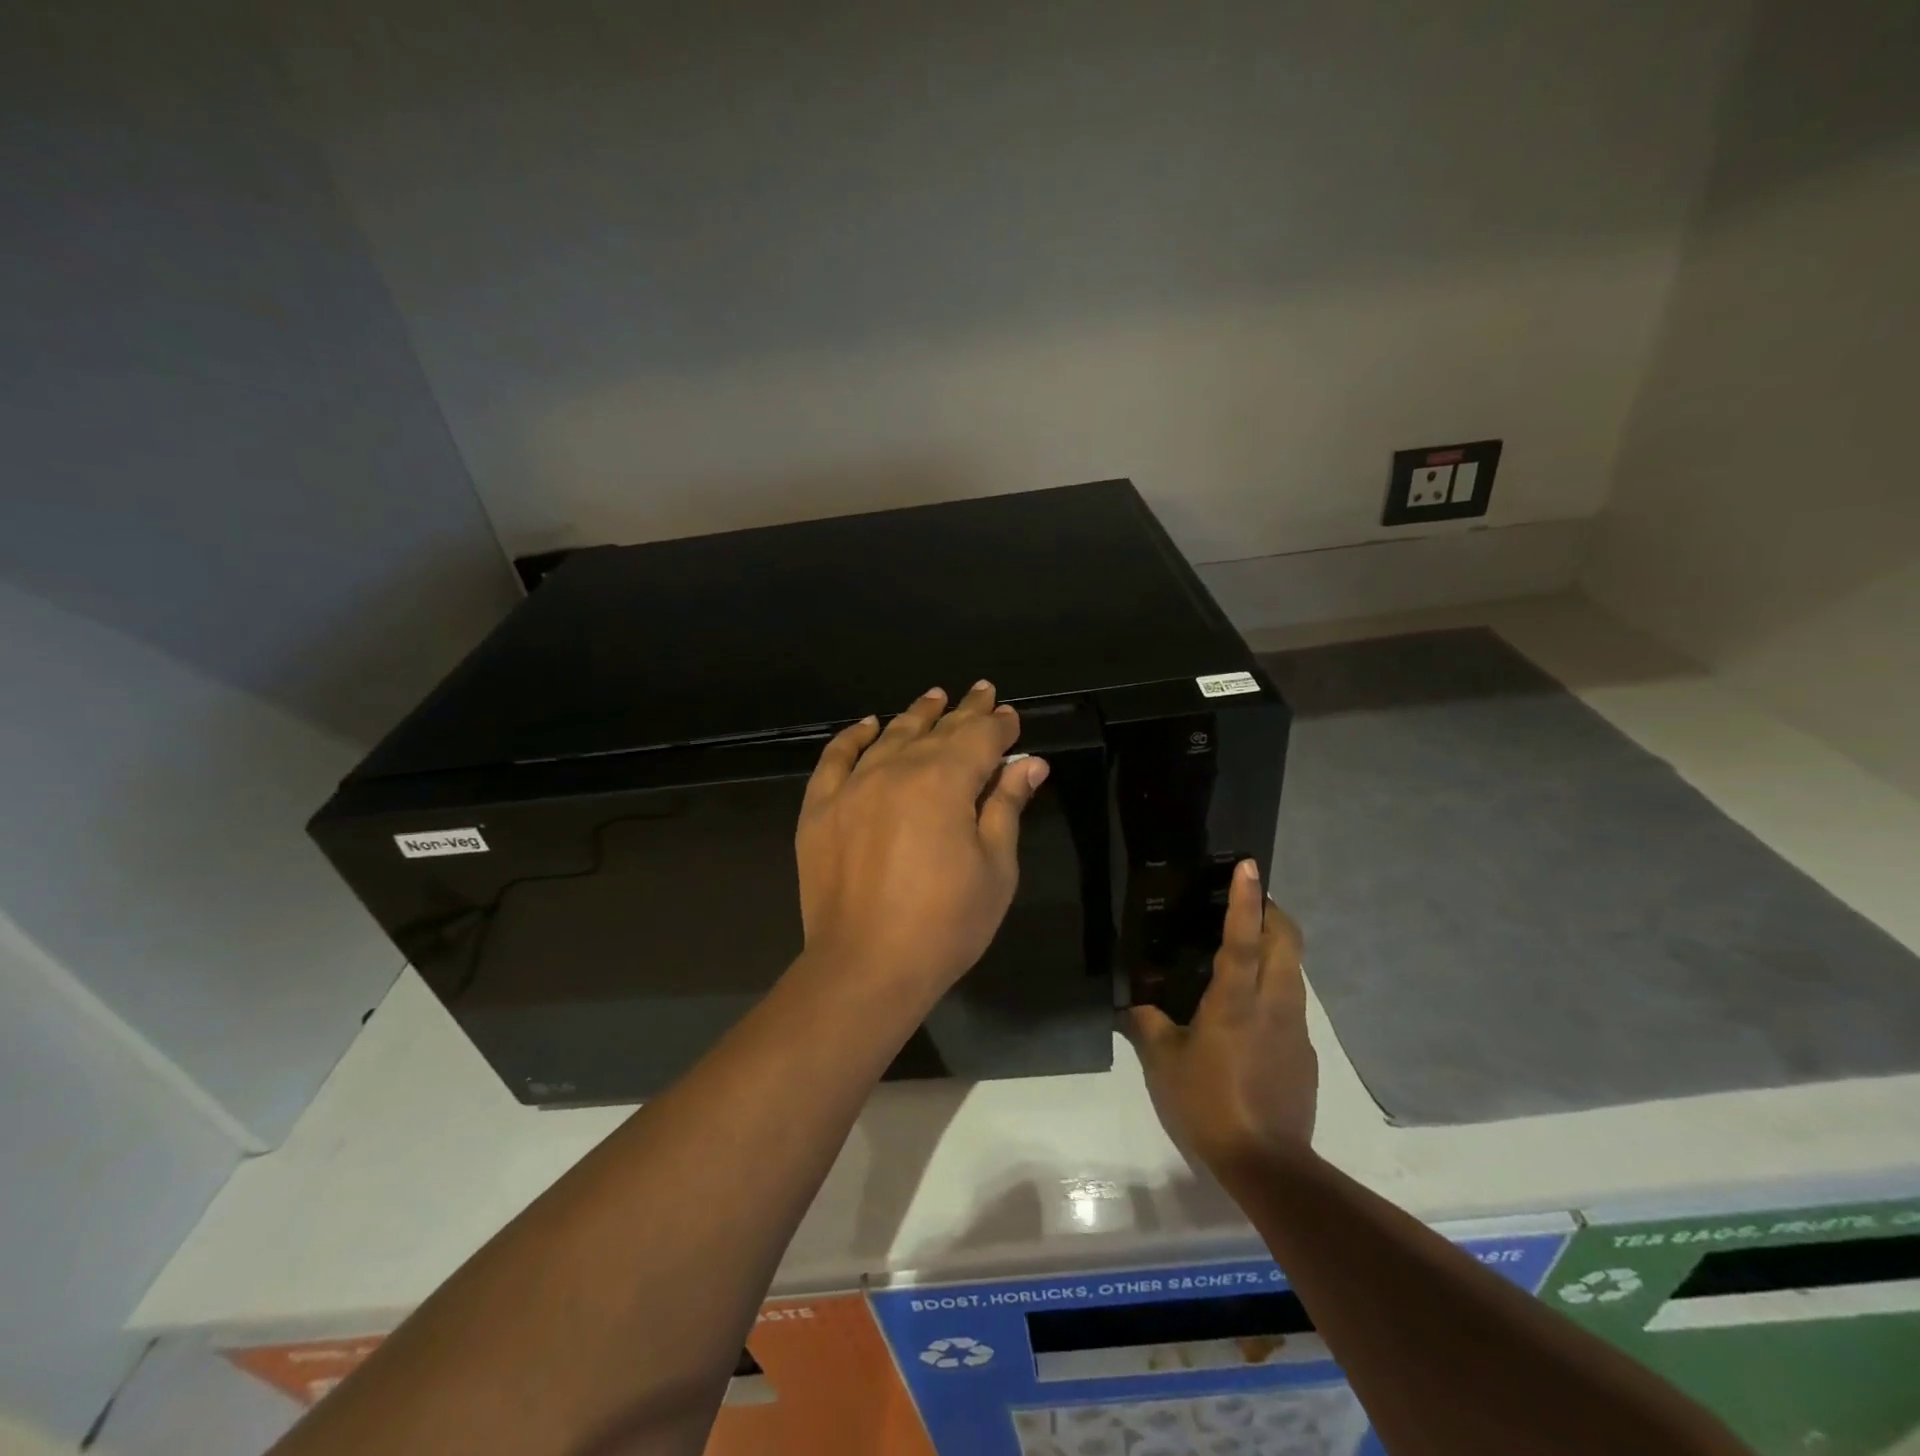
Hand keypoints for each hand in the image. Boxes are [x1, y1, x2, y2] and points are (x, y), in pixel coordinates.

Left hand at [795, 681, 1048, 1004]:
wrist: (865, 967)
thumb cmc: (945, 924)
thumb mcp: (995, 868)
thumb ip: (1007, 807)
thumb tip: (1029, 764)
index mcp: (945, 782)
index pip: (980, 738)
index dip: (1000, 726)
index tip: (1011, 718)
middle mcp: (896, 769)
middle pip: (938, 730)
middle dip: (965, 711)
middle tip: (983, 692)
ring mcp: (852, 786)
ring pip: (890, 736)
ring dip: (916, 715)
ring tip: (933, 698)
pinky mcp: (820, 808)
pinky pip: (835, 759)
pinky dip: (853, 737)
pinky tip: (867, 725)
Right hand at [1128, 861, 1317, 1171]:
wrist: (1268, 1163)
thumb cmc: (1209, 1103)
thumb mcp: (1164, 1063)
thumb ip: (1147, 1024)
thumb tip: (1134, 1005)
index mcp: (1237, 1001)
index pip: (1245, 937)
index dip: (1247, 898)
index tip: (1250, 866)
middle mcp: (1274, 1004)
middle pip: (1288, 942)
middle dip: (1273, 913)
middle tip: (1248, 903)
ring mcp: (1295, 1027)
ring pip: (1293, 970)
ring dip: (1276, 947)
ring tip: (1245, 950)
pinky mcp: (1304, 1051)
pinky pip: (1291, 1001)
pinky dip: (1275, 985)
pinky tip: (1248, 1010)